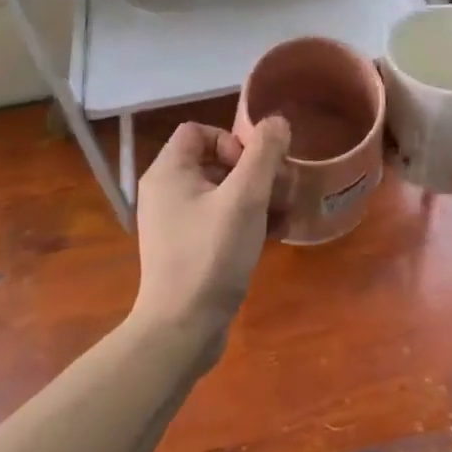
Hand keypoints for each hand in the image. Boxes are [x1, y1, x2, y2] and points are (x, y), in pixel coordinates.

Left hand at [130, 118, 290, 359]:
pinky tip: (275, 234)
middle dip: (253, 170)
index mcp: (168, 172)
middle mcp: (166, 192)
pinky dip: (246, 220)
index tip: (253, 166)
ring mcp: (175, 223)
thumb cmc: (211, 254)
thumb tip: (277, 121)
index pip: (198, 130)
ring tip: (285, 212)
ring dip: (256, 196)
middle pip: (214, 160)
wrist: (182, 330)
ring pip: (222, 192)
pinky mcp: (188, 249)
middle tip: (280, 189)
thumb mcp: (245, 198)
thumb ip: (263, 153)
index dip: (230, 139)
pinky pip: (219, 219)